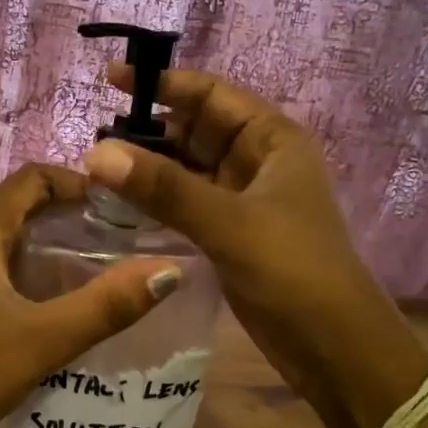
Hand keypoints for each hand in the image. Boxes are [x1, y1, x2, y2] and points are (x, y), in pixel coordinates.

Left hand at [0, 164, 180, 427]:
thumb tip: (170, 270)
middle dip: (79, 214)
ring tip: (114, 268)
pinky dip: (44, 274)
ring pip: (20, 241)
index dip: (81, 181)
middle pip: (29, 205)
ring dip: (63, 246)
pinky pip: (10, 270)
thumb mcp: (43, 339)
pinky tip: (72, 306)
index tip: (127, 206)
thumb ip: (106, 305)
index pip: (35, 177)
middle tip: (131, 238)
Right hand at [84, 67, 427, 427]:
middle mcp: (259, 162)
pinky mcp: (231, 234)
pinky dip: (158, 200)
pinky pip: (187, 203)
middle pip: (197, 130)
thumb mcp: (229, 222)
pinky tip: (121, 203)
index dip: (165, 83)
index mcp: (273, 140)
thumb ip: (164, 188)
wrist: (333, 347)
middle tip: (94, 135)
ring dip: (150, 166)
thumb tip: (96, 153)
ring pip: (188, 169)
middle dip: (150, 128)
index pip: (213, 95)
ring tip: (98, 167)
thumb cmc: (294, 270)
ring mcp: (244, 200)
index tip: (112, 80)